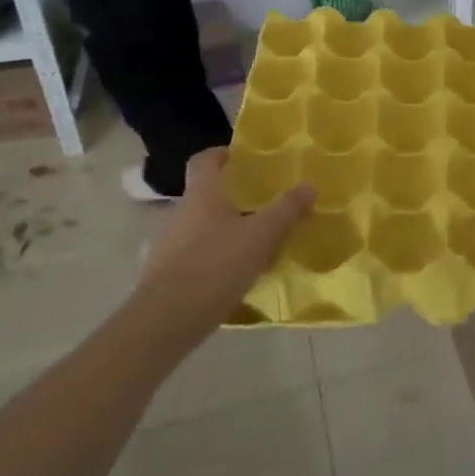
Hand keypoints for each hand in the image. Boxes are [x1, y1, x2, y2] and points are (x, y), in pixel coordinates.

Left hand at [139, 148, 313, 336]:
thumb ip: (286, 210)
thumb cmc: (215, 266)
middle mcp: (180, 212)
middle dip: (230, 196)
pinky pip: (195, 254)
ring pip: (200, 226)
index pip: (204, 160)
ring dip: (223, 228)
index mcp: (202, 194)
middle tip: (261, 202)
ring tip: (253, 241)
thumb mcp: (261, 236)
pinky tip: (234, 274)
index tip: (241, 158)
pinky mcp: (165, 274)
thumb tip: (309, 185)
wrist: (165, 321)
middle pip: (204, 194)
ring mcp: (168, 244)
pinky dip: (214, 256)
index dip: (221, 154)